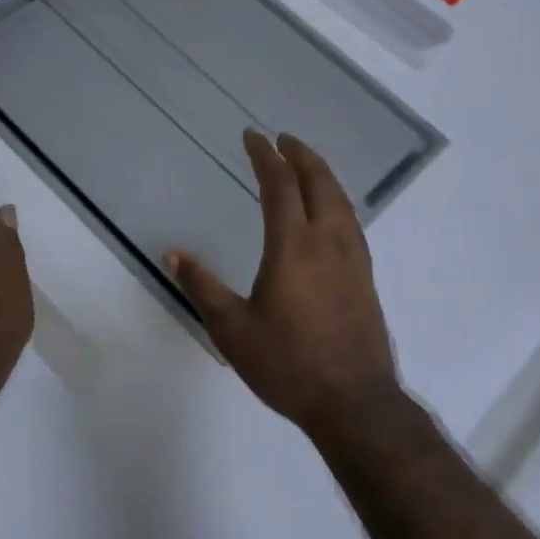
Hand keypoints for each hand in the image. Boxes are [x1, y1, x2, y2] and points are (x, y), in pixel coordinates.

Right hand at [166, 131, 400, 440]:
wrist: (354, 402)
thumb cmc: (288, 364)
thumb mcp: (232, 330)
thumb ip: (202, 287)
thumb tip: (174, 253)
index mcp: (293, 247)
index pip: (280, 185)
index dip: (265, 156)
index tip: (253, 136)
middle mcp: (327, 241)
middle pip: (318, 181)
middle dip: (300, 154)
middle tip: (282, 140)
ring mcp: (353, 257)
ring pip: (340, 199)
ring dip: (321, 174)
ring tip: (305, 165)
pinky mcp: (365, 275)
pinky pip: (350, 220)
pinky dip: (335, 199)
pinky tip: (329, 211)